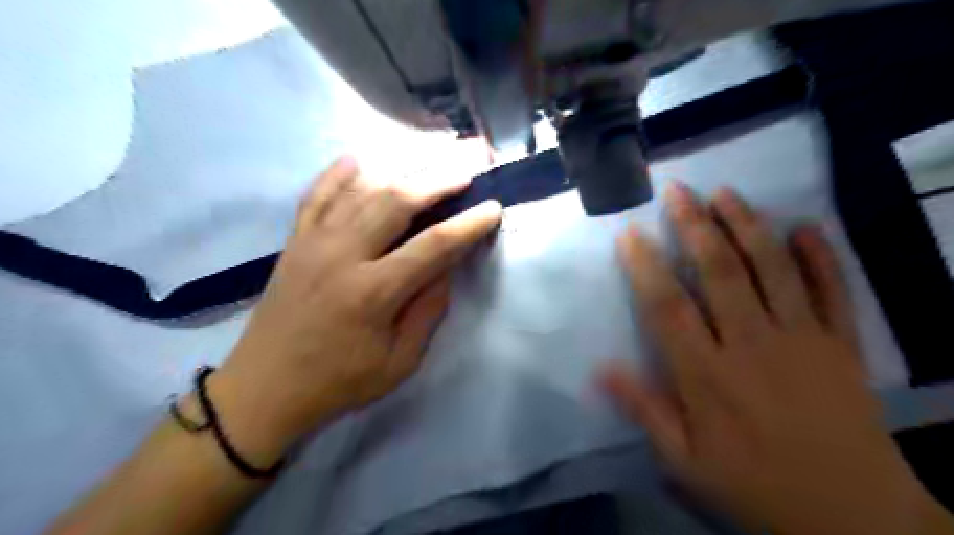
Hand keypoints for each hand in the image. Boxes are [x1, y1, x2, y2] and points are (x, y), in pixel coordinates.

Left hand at [203, 156, 498, 462]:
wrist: (265, 388)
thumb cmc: (339, 382)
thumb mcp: (400, 360)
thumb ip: (428, 309)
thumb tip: (446, 267)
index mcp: (374, 292)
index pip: (434, 245)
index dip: (469, 225)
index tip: (493, 208)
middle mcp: (343, 255)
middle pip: (397, 201)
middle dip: (438, 182)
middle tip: (466, 172)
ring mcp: (313, 243)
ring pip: (361, 190)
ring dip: (400, 172)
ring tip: (428, 164)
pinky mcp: (294, 242)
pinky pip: (317, 195)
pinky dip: (338, 174)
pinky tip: (358, 159)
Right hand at [597, 185, 940, 534]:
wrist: (854, 519)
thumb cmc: (754, 486)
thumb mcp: (684, 462)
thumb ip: (645, 411)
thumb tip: (601, 369)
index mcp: (707, 375)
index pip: (667, 307)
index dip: (645, 265)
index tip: (630, 233)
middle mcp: (752, 345)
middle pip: (720, 273)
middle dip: (695, 226)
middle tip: (679, 192)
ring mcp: (803, 339)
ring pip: (772, 269)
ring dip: (748, 226)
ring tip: (727, 193)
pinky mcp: (843, 345)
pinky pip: (834, 291)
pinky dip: (822, 256)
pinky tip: (807, 226)